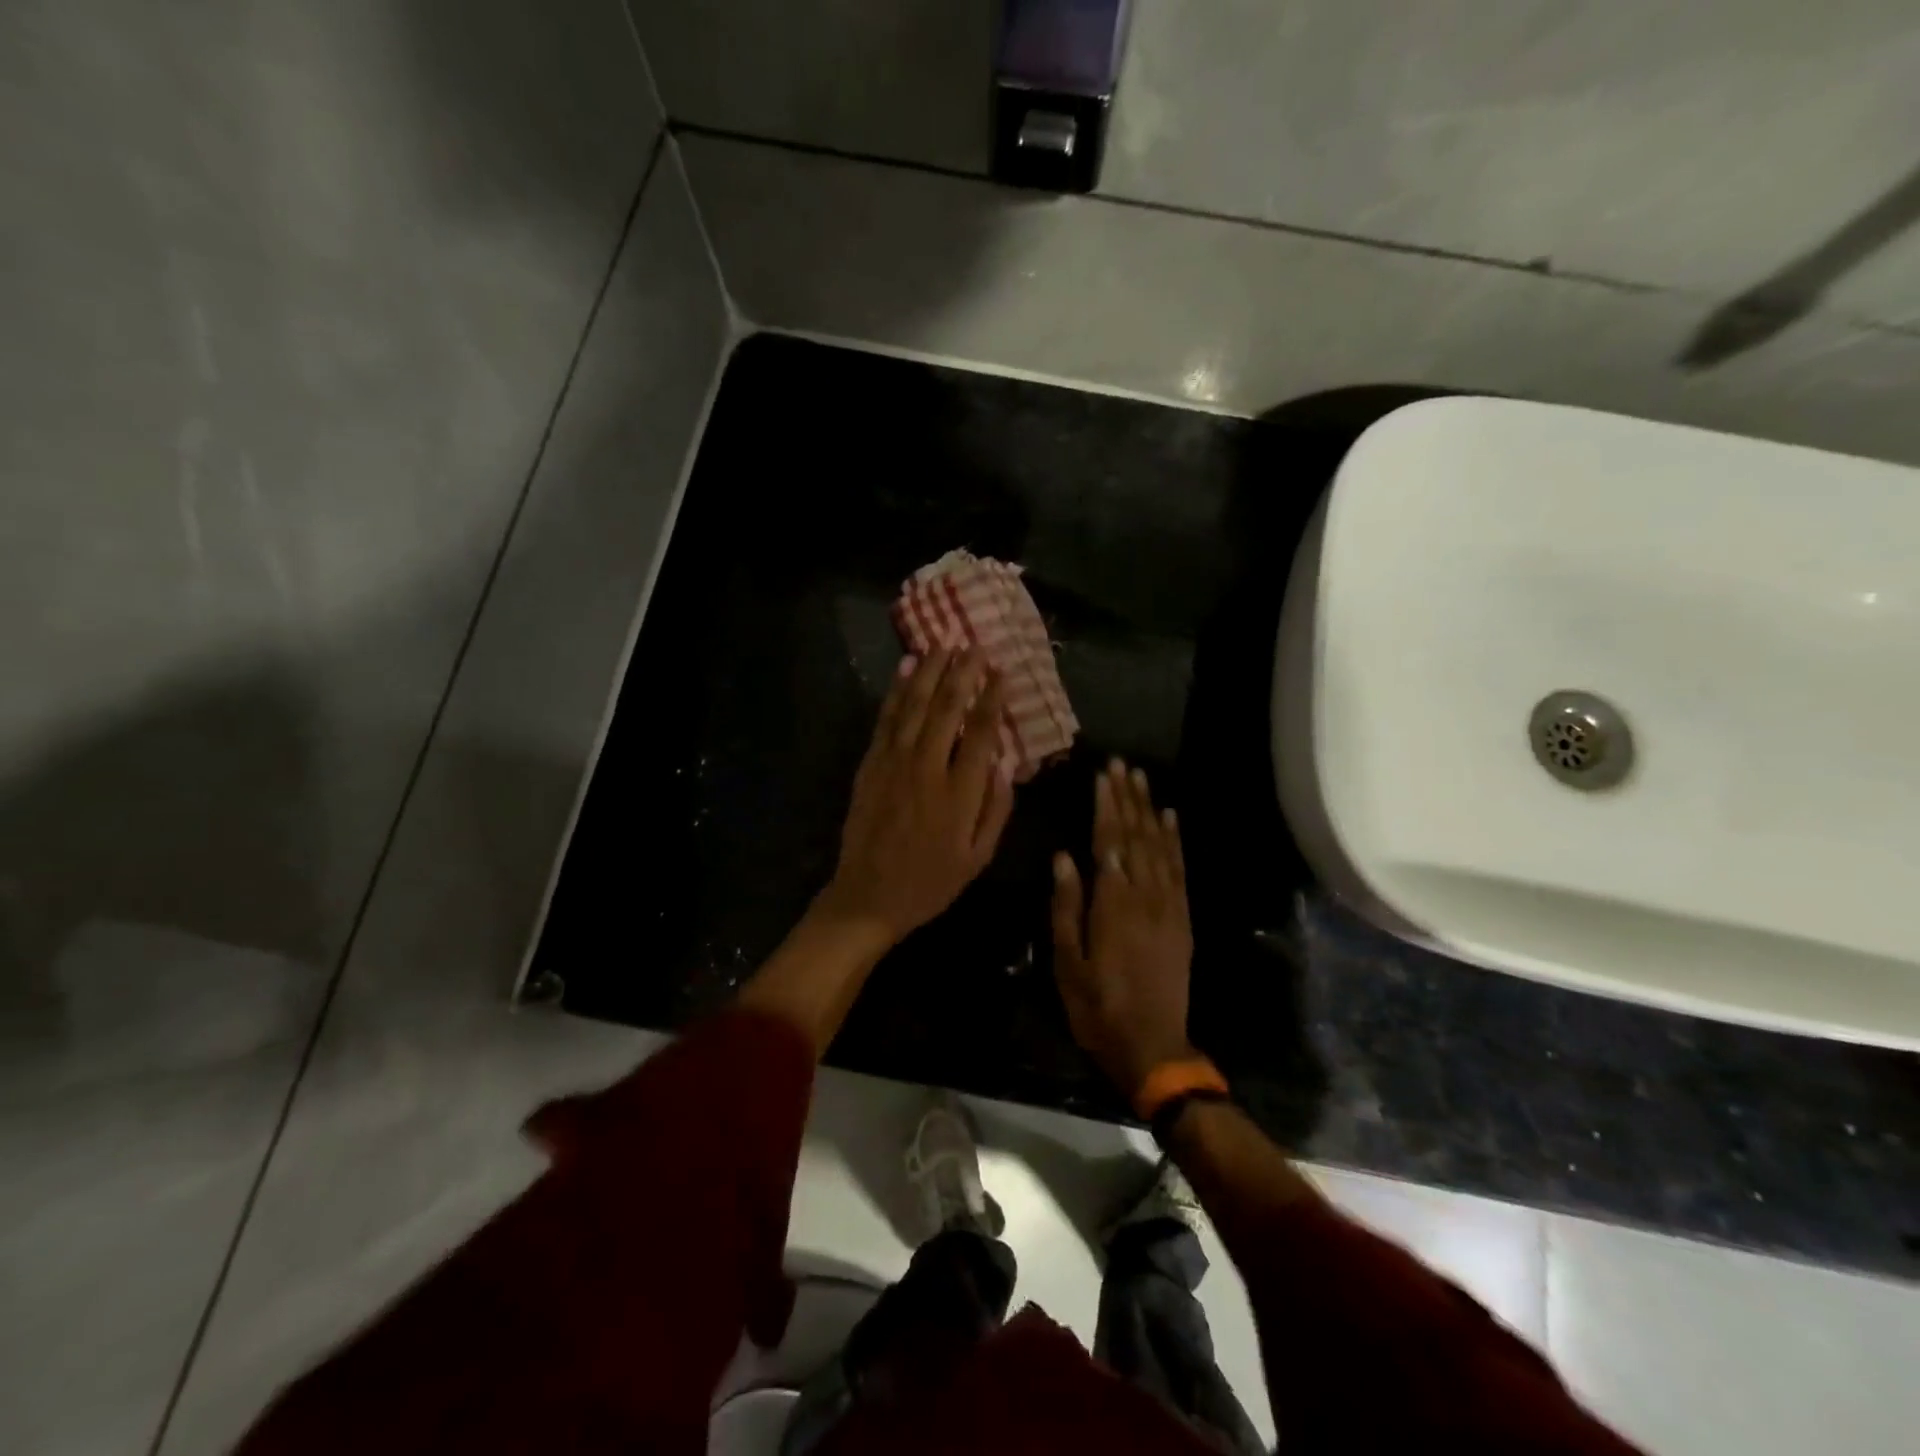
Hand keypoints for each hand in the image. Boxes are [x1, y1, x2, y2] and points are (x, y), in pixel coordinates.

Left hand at [817, 646, 1015, 944]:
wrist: (868, 897)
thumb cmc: (930, 882)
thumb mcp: (978, 858)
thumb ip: (996, 809)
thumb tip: (1005, 763)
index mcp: (958, 793)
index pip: (979, 732)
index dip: (992, 699)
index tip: (1001, 672)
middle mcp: (926, 768)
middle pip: (946, 708)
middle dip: (962, 672)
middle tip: (975, 645)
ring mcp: (893, 762)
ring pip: (914, 705)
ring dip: (930, 671)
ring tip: (944, 643)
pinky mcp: (870, 764)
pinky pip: (885, 719)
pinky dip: (897, 691)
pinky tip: (906, 668)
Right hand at [1051, 758, 1195, 1099]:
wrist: (1153, 1045)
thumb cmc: (1097, 1006)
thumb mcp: (1067, 961)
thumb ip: (1066, 906)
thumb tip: (1064, 857)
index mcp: (1112, 904)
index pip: (1108, 842)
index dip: (1106, 805)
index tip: (1103, 774)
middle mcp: (1144, 895)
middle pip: (1135, 835)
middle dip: (1127, 797)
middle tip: (1122, 763)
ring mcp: (1168, 905)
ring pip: (1159, 846)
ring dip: (1150, 809)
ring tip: (1143, 778)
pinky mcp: (1182, 918)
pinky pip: (1180, 869)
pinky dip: (1175, 840)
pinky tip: (1170, 818)